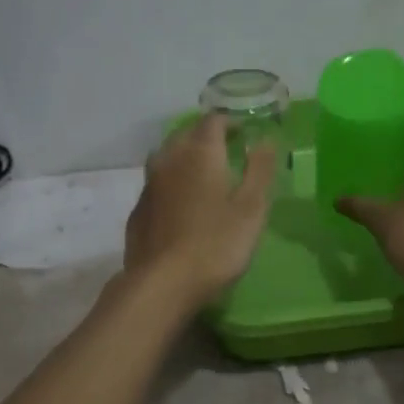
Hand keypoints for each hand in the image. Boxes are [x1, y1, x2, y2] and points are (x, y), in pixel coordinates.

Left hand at [124, 113, 275, 307]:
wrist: (162, 283)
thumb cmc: (216, 245)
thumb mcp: (251, 208)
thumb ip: (260, 170)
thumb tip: (266, 139)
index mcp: (200, 153)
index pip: (213, 121)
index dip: (230, 122)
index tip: (245, 133)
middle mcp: (169, 159)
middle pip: (186, 134)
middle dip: (206, 136)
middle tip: (226, 150)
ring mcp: (149, 185)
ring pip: (166, 157)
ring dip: (185, 156)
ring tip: (203, 173)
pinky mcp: (138, 210)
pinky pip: (156, 183)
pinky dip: (171, 183)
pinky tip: (180, 203)